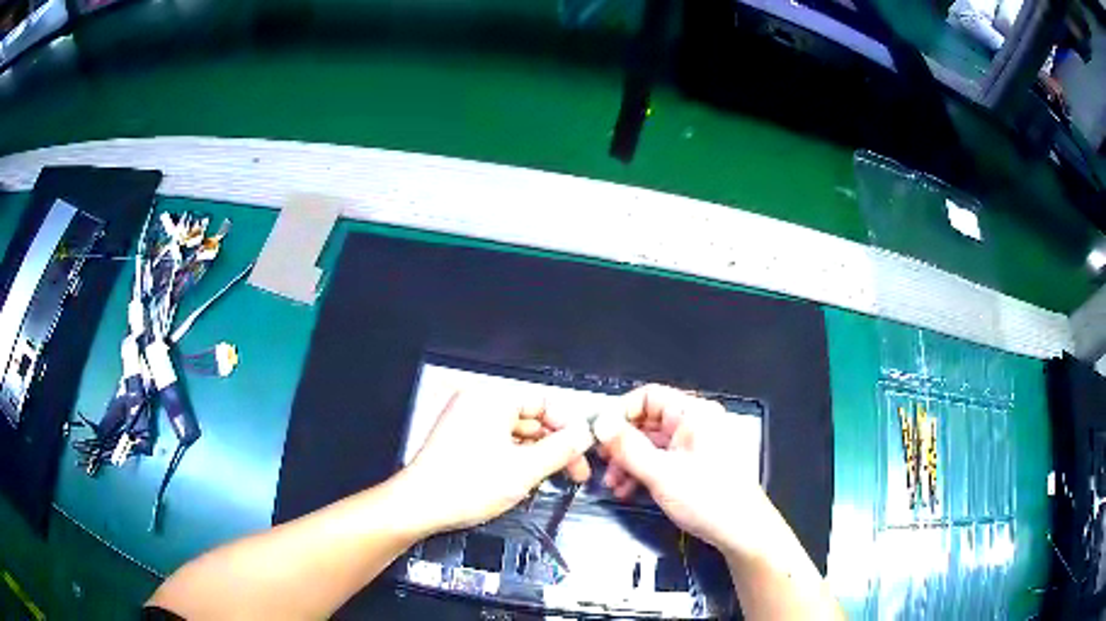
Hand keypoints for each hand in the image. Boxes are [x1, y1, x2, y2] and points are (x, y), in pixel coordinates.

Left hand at [400, 389, 594, 533]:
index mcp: (492, 399)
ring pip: (516, 433)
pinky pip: (499, 442)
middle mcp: (478, 403)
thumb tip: (583, 436)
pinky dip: (516, 458)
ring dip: (537, 454)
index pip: (544, 402)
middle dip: (554, 445)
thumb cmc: (464, 486)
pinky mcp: (461, 439)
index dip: (568, 426)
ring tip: (550, 478)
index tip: (582, 449)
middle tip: (574, 470)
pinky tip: (525, 479)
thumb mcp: (524, 470)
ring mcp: (467, 421)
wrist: (419, 506)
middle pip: (531, 418)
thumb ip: (560, 450)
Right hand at [593, 385, 772, 557]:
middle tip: (600, 466)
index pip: (648, 396)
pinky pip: (664, 458)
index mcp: (694, 413)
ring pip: (653, 443)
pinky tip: (629, 491)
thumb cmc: (706, 498)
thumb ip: (627, 447)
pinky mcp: (697, 463)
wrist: (742, 531)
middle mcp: (696, 422)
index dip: (620, 413)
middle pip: (648, 421)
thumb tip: (599, 422)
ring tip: (613, 486)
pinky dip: (645, 471)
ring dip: (629, 462)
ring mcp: (697, 443)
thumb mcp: (660, 473)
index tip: (597, 436)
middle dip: (621, 444)